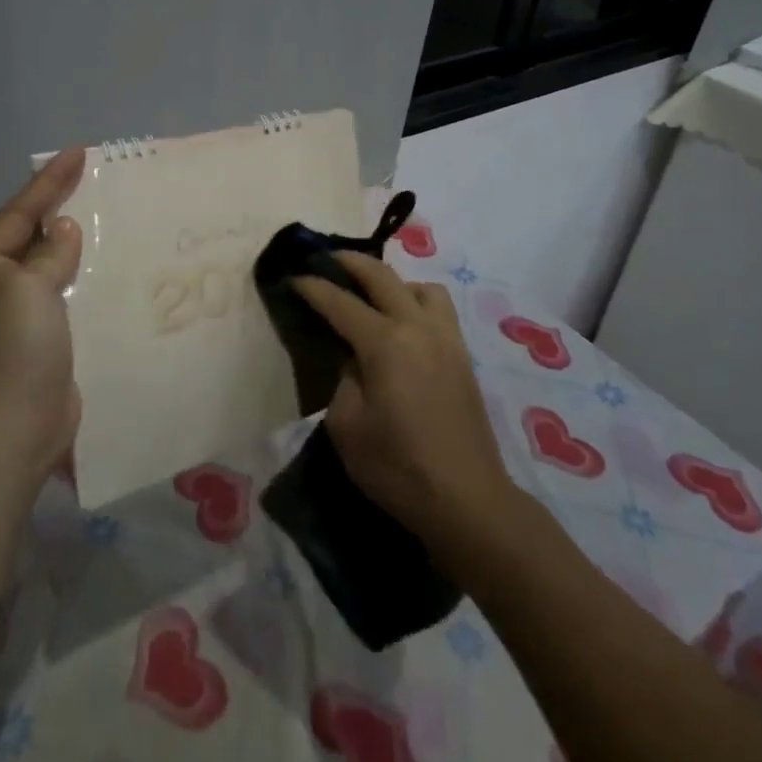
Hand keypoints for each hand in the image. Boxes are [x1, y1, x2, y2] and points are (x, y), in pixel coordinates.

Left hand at [0, 147, 85, 496]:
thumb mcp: (28, 289)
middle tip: (93, 177)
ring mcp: (16, 316)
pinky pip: (63, 294)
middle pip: (30, 237)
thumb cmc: (13, 351)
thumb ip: (49, 254)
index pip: (17, 214)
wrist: (15, 431)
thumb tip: (65, 230)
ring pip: (49, 265)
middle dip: (60, 208)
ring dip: (74, 243)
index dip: (48, 182)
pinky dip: (82, 276)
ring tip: (105, 213)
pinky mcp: (41, 339)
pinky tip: (107, 264)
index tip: (78, 152)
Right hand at [294, 252, 510, 547]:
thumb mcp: (347, 425)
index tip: (293, 278)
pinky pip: (439, 311)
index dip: (313, 287)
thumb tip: (355, 358)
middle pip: (383, 277)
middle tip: (328, 259)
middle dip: (351, 262)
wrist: (467, 501)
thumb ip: (344, 378)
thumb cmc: (398, 467)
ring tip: (375, 298)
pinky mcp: (463, 358)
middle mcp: (418, 329)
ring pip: (422, 288)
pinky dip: (417, 303)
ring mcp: (447, 340)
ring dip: (394, 282)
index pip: (340, 302)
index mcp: (385, 343)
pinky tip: (404, 328)